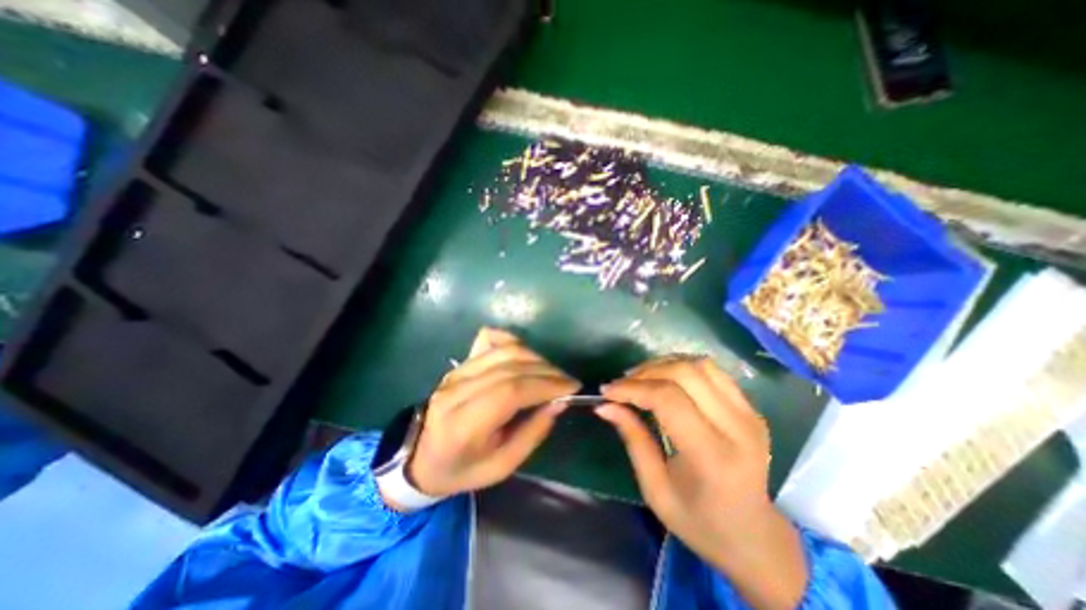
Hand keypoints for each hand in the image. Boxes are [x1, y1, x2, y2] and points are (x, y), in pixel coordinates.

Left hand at [397, 327, 580, 501]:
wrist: (420, 455)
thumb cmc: (462, 468)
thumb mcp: (501, 466)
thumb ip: (532, 433)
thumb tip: (559, 402)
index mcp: (464, 424)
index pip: (510, 391)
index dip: (545, 384)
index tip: (571, 387)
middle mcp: (458, 390)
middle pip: (510, 366)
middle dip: (547, 371)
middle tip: (567, 382)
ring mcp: (457, 371)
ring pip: (503, 350)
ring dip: (535, 357)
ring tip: (552, 373)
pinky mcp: (460, 362)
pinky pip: (490, 339)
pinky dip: (513, 341)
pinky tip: (525, 354)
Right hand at [599, 358, 809, 608]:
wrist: (753, 536)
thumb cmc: (699, 522)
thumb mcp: (655, 489)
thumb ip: (632, 439)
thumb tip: (605, 405)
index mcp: (713, 457)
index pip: (668, 399)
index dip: (633, 388)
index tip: (607, 391)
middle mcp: (738, 429)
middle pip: (685, 373)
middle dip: (646, 372)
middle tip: (622, 384)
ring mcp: (749, 415)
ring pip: (699, 365)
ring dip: (664, 365)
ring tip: (641, 378)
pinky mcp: (751, 408)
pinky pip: (712, 371)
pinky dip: (683, 367)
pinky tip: (666, 380)